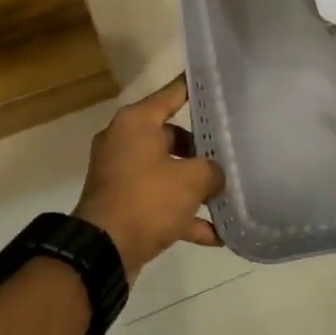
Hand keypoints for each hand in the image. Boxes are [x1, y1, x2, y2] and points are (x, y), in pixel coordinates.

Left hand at [74, 75, 225, 282]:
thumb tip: (215, 176)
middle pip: (172, 136)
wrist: (103, 252)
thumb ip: (212, 170)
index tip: (219, 83)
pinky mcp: (123, 205)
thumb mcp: (192, 180)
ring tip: (228, 194)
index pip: (172, 94)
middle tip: (232, 153)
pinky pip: (160, 203)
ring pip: (167, 172)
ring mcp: (122, 175)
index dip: (197, 88)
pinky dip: (184, 216)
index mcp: (136, 123)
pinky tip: (217, 235)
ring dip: (195, 186)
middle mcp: (125, 142)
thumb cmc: (147, 200)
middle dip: (202, 149)